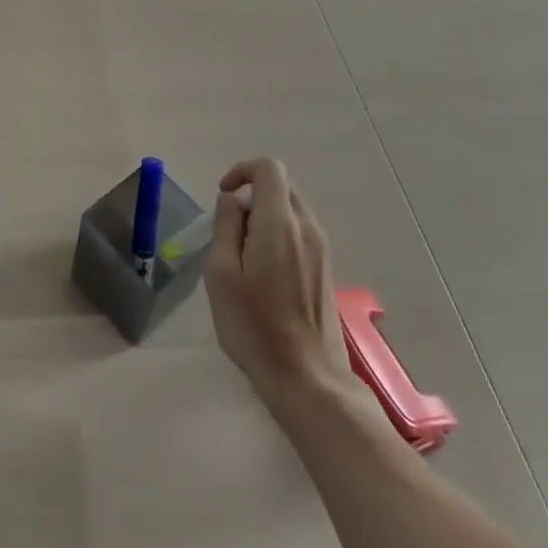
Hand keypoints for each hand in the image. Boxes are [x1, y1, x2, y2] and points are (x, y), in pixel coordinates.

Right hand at [204, 158, 352, 404]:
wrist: (308, 379)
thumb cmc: (254, 326)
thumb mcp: (221, 273)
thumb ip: (225, 226)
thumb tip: (233, 200)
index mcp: (280, 223)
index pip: (268, 168)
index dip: (242, 170)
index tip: (223, 196)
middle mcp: (307, 228)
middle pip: (281, 186)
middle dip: (251, 194)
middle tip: (228, 229)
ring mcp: (322, 249)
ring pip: (291, 210)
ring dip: (264, 216)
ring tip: (243, 256)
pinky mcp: (326, 269)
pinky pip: (300, 232)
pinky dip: (278, 234)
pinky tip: (264, 274)